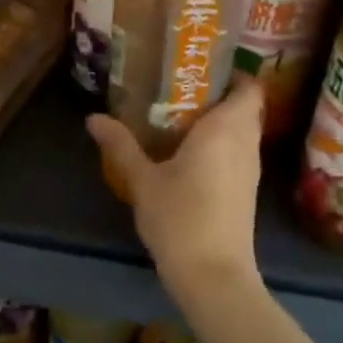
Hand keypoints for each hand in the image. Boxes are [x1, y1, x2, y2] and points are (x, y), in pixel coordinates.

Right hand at [87, 76, 263, 307]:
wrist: (213, 276)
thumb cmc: (180, 218)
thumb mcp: (142, 179)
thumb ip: (120, 145)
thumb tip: (93, 118)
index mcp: (226, 130)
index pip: (249, 88)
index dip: (232, 74)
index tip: (201, 67)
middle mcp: (245, 145)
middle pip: (244, 108)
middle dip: (217, 95)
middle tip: (178, 87)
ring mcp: (249, 171)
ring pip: (241, 132)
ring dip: (217, 121)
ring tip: (177, 115)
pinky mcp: (245, 192)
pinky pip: (237, 153)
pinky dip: (218, 144)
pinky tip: (186, 152)